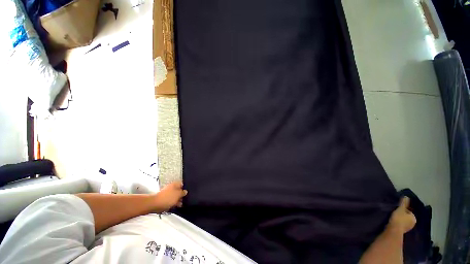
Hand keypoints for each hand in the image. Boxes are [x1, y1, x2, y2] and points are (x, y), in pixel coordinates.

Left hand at [155, 181, 187, 210]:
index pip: (182, 184)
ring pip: (175, 195)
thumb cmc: (168, 198)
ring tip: (180, 204)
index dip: (186, 188)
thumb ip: (183, 192)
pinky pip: (170, 200)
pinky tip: (175, 206)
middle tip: (185, 199)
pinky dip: (173, 203)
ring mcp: (167, 193)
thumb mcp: (179, 194)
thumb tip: (185, 192)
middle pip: (179, 190)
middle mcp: (171, 187)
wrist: (155, 204)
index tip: (188, 193)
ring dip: (177, 200)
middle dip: (181, 195)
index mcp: (175, 184)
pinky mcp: (164, 198)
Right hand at [387, 197, 416, 233]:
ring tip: (393, 218)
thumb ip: (403, 203)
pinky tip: (393, 223)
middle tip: (395, 213)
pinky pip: (401, 226)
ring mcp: (408, 229)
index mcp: (414, 218)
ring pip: (404, 222)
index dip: (403, 210)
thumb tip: (406, 196)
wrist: (394, 229)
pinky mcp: (402, 232)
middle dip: (402, 216)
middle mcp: (413, 223)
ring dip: (400, 220)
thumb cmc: (399, 218)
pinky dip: (398, 224)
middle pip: (407, 217)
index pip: (409, 212)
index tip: (397, 209)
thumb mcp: (400, 209)